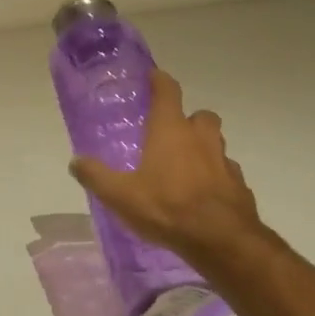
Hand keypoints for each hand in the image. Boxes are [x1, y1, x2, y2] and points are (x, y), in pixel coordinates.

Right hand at [69, 70, 267, 271]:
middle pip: (200, 116)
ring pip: (216, 143)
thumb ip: (96, 176)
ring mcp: (224, 161)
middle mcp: (201, 138)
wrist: (220, 239)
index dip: (159, 80)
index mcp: (171, 131)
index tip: (153, 76)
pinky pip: (226, 172)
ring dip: (203, 148)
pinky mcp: (239, 185)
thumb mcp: (119, 195)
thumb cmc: (166, 207)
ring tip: (185, 167)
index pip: (167, 92)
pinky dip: (215, 176)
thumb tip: (76, 161)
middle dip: (188, 119)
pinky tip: (202, 194)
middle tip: (171, 133)